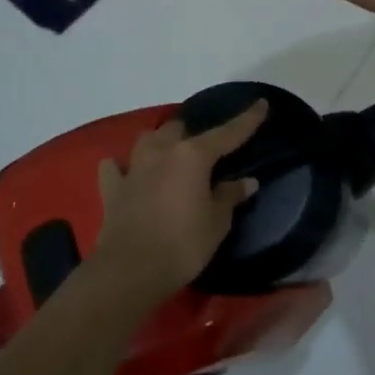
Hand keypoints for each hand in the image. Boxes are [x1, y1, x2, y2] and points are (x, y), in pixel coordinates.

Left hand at [91, 102, 267, 304]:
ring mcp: (134, 168)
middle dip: (190, 134)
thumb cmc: (183, 245)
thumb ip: (230, 197)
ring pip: (147, 139)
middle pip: (178, 128)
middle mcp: (162, 152)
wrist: (130, 269)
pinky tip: (126, 174)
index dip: (247, 120)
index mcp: (193, 156)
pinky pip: (115, 167)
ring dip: (158, 142)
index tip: (261, 104)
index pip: (227, 133)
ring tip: (167, 154)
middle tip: (202, 150)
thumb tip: (247, 182)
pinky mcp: (112, 188)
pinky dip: (121, 167)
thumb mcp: (216, 223)